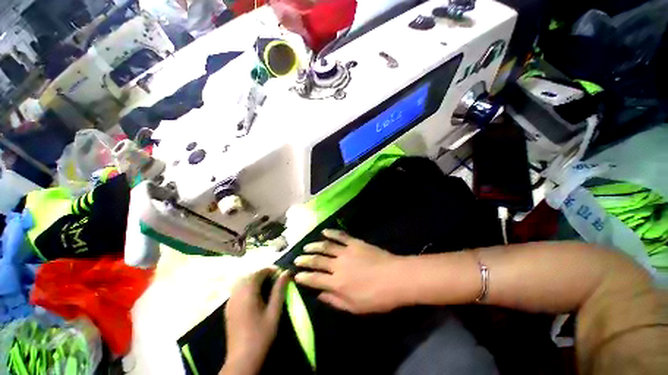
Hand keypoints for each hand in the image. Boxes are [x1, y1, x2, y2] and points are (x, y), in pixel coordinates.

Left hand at [221, 268, 289, 374]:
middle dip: (263, 274)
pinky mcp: (229, 308)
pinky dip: (248, 287)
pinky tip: (256, 296)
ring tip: (267, 286)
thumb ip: (279, 289)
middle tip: (276, 280)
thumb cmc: (261, 334)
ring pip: (243, 281)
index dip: (271, 270)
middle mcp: (237, 293)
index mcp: (248, 292)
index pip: (259, 272)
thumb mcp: (274, 311)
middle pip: (250, 275)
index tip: (282, 274)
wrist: (242, 358)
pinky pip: (238, 290)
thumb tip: (286, 273)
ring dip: (256, 280)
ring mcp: (231, 301)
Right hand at [294, 229, 404, 313]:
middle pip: (317, 261)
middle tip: (297, 259)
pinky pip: (340, 236)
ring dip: (314, 246)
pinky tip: (324, 231)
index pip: (314, 279)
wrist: (396, 277)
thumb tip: (319, 295)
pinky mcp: (355, 242)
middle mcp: (338, 265)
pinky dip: (331, 233)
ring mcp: (346, 251)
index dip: (303, 277)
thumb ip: (335, 301)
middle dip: (305, 260)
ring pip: (326, 246)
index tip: (295, 275)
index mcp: (337, 283)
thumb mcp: (355, 307)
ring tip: (306, 246)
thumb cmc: (377, 297)